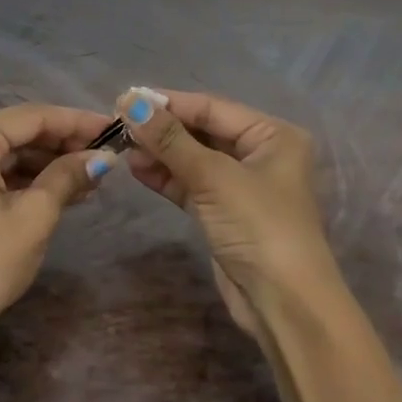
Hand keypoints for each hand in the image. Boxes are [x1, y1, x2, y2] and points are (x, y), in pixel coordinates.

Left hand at [0, 104, 117, 330]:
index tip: (114, 129)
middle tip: (107, 157)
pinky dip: (27, 181)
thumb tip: (103, 157)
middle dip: (63, 144)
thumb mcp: (35, 215)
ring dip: (48, 164)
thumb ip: (68, 176)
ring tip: (93, 178)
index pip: (32, 117)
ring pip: (8, 154)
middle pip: (18, 132)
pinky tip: (63, 192)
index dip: (77, 122)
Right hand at [116, 88, 339, 332]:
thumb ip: (170, 140)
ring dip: (160, 153)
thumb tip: (131, 102)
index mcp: (273, 135)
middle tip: (118, 124)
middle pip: (203, 132)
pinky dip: (166, 177)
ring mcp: (241, 186)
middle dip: (162, 129)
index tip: (126, 99)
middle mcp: (260, 154)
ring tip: (122, 148)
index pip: (212, 108)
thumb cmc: (259, 226)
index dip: (169, 103)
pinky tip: (137, 169)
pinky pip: (191, 185)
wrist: (283, 302)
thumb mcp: (214, 177)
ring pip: (193, 159)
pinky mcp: (224, 214)